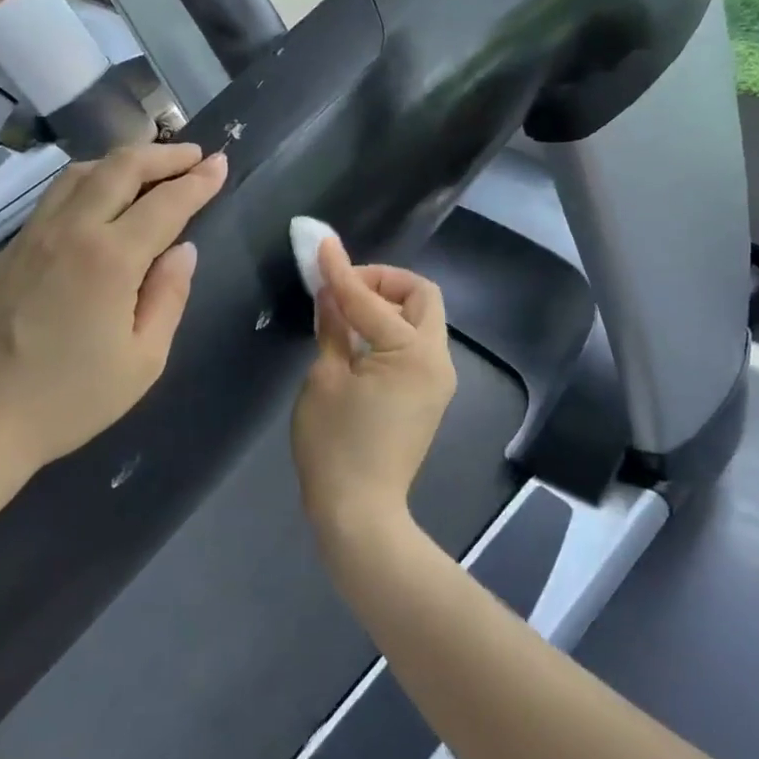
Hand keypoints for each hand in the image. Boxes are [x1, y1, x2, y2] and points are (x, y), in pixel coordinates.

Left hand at [0, 142, 227, 479]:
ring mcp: (32, 237)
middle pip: (119, 168)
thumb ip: (168, 297)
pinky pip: (56, 196)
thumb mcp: (142, 361)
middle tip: (192, 155)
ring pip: (80, 174)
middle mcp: (70, 232)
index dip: (197, 180)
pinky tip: (100, 200)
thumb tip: (181, 252)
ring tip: (150, 169)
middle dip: (162, 154)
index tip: (220, 164)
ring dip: (122, 161)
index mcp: (109, 258)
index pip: (165, 203)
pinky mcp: (8, 251)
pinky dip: (90, 181)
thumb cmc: (67, 400)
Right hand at [291, 232, 456, 555]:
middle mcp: (437, 360)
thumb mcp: (324, 378)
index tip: (321, 245)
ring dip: (389, 305)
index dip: (341, 271)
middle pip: (421, 297)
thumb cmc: (334, 446)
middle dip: (384, 282)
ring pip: (423, 319)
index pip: (371, 299)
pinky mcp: (430, 395)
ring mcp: (438, 379)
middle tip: (344, 289)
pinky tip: (359, 340)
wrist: (360, 513)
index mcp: (411, 353)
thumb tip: (330, 291)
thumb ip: (334, 327)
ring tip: (346, 312)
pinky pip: (417, 345)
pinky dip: (392, 330)